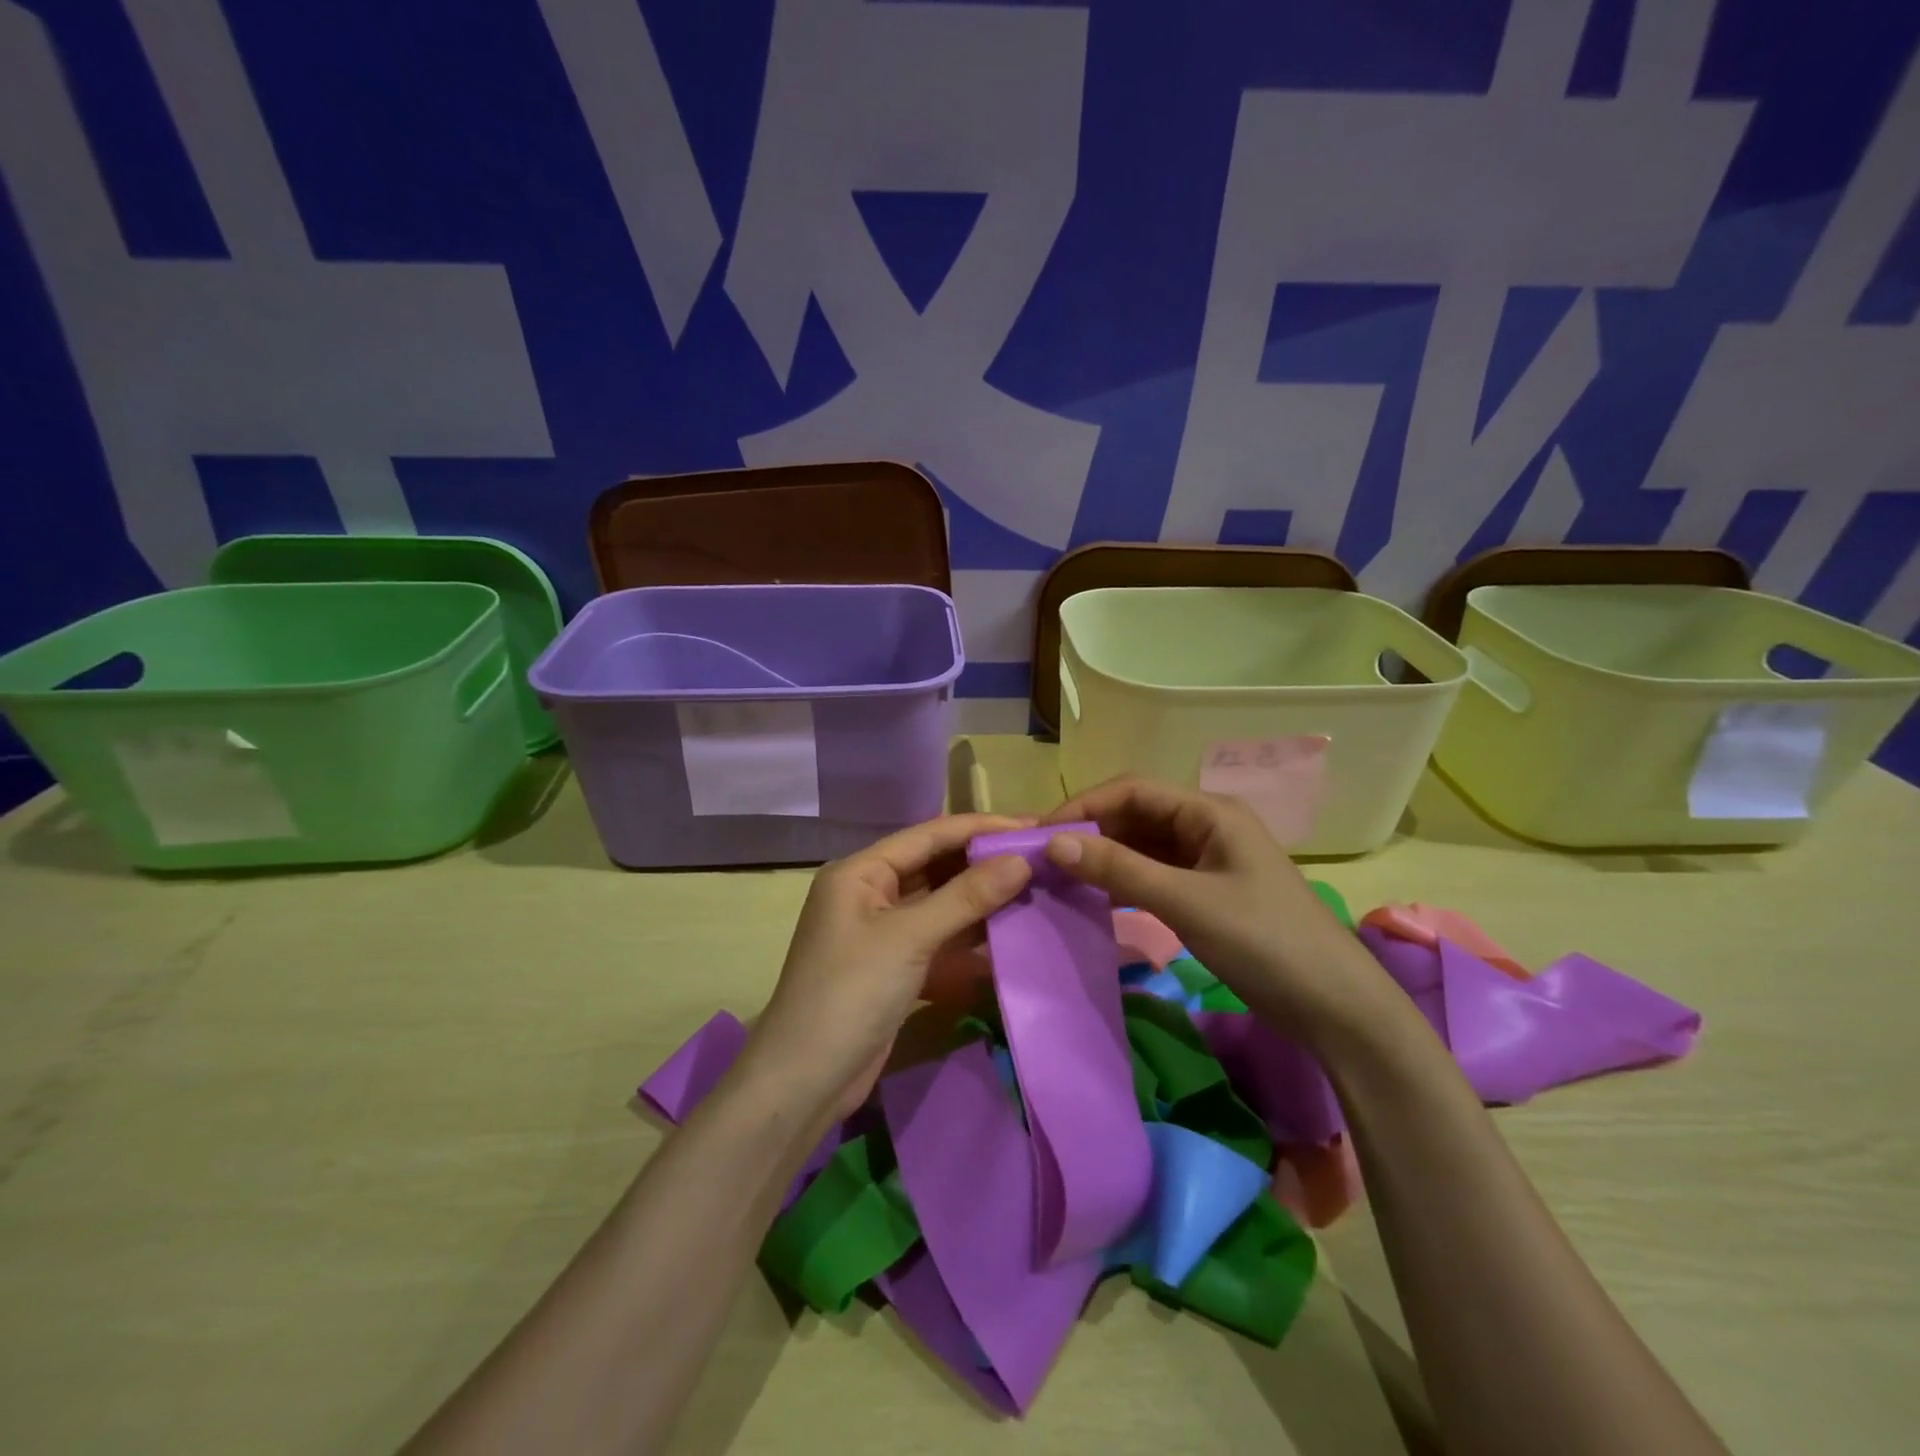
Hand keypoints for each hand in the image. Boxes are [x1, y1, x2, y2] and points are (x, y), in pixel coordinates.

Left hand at [745, 814, 1033, 1117]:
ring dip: (981, 899)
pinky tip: (1008, 935)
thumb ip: (966, 897)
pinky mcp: (894, 966)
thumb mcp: (909, 937)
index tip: (1032, 827)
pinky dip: (968, 937)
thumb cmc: (851, 992)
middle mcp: (869, 893)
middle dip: (984, 863)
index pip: (929, 835)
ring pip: (940, 903)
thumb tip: (1021, 861)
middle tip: (1040, 858)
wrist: (806, 1081)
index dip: (980, 828)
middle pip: (935, 866)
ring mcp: (881, 932)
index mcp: (861, 871)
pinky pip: (938, 938)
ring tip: (1035, 890)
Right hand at [1042, 777, 1390, 1040]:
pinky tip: (1095, 897)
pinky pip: (1155, 874)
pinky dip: (1123, 881)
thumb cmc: (1265, 942)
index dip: (1084, 805)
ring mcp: (1209, 861)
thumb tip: (1053, 844)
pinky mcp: (1208, 892)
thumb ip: (1119, 869)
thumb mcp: (1186, 902)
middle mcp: (1207, 826)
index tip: (1040, 833)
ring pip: (1143, 846)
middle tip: (1043, 858)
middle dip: (1091, 831)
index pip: (1133, 790)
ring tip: (1060, 877)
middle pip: (1136, 815)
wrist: (1335, 1008)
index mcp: (1210, 812)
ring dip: (1104, 857)